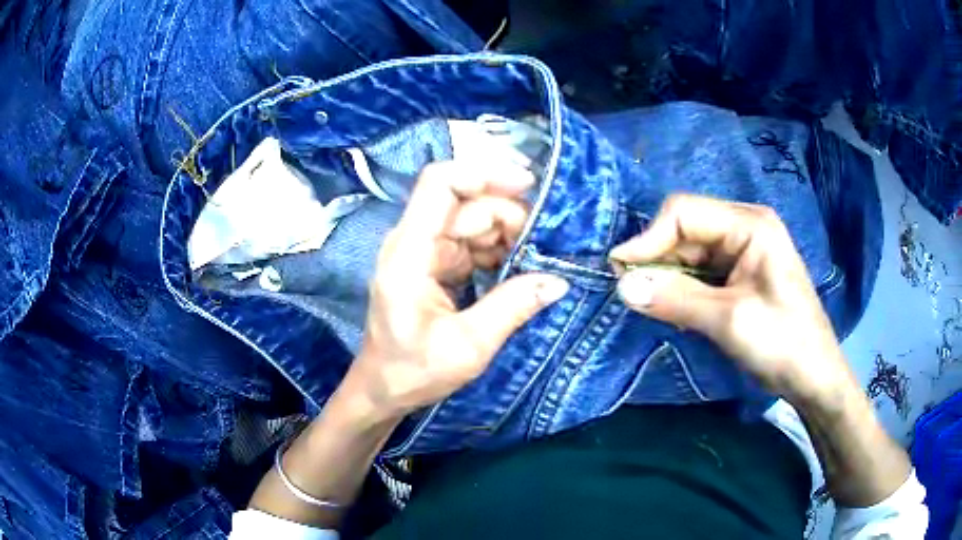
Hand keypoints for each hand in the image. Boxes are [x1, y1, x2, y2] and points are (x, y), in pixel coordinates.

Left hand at [346, 160, 568, 419]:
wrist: (383, 389)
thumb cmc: (413, 371)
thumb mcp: (468, 346)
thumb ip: (512, 307)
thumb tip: (558, 280)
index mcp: (409, 252)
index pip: (440, 184)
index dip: (484, 173)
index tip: (528, 185)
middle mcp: (412, 241)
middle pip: (465, 203)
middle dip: (509, 216)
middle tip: (544, 246)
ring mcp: (422, 251)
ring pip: (472, 222)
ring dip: (507, 235)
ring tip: (536, 261)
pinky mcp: (433, 264)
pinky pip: (470, 243)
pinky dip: (497, 251)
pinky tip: (518, 270)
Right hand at [610, 194, 855, 404]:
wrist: (814, 377)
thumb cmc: (782, 344)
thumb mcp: (728, 321)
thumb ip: (675, 299)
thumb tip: (622, 287)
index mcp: (750, 225)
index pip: (684, 213)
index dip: (648, 239)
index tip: (620, 273)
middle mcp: (745, 227)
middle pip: (686, 231)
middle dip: (657, 260)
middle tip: (631, 294)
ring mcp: (744, 251)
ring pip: (690, 254)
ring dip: (668, 277)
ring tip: (653, 307)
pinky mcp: (741, 274)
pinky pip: (701, 273)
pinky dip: (683, 289)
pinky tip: (676, 311)